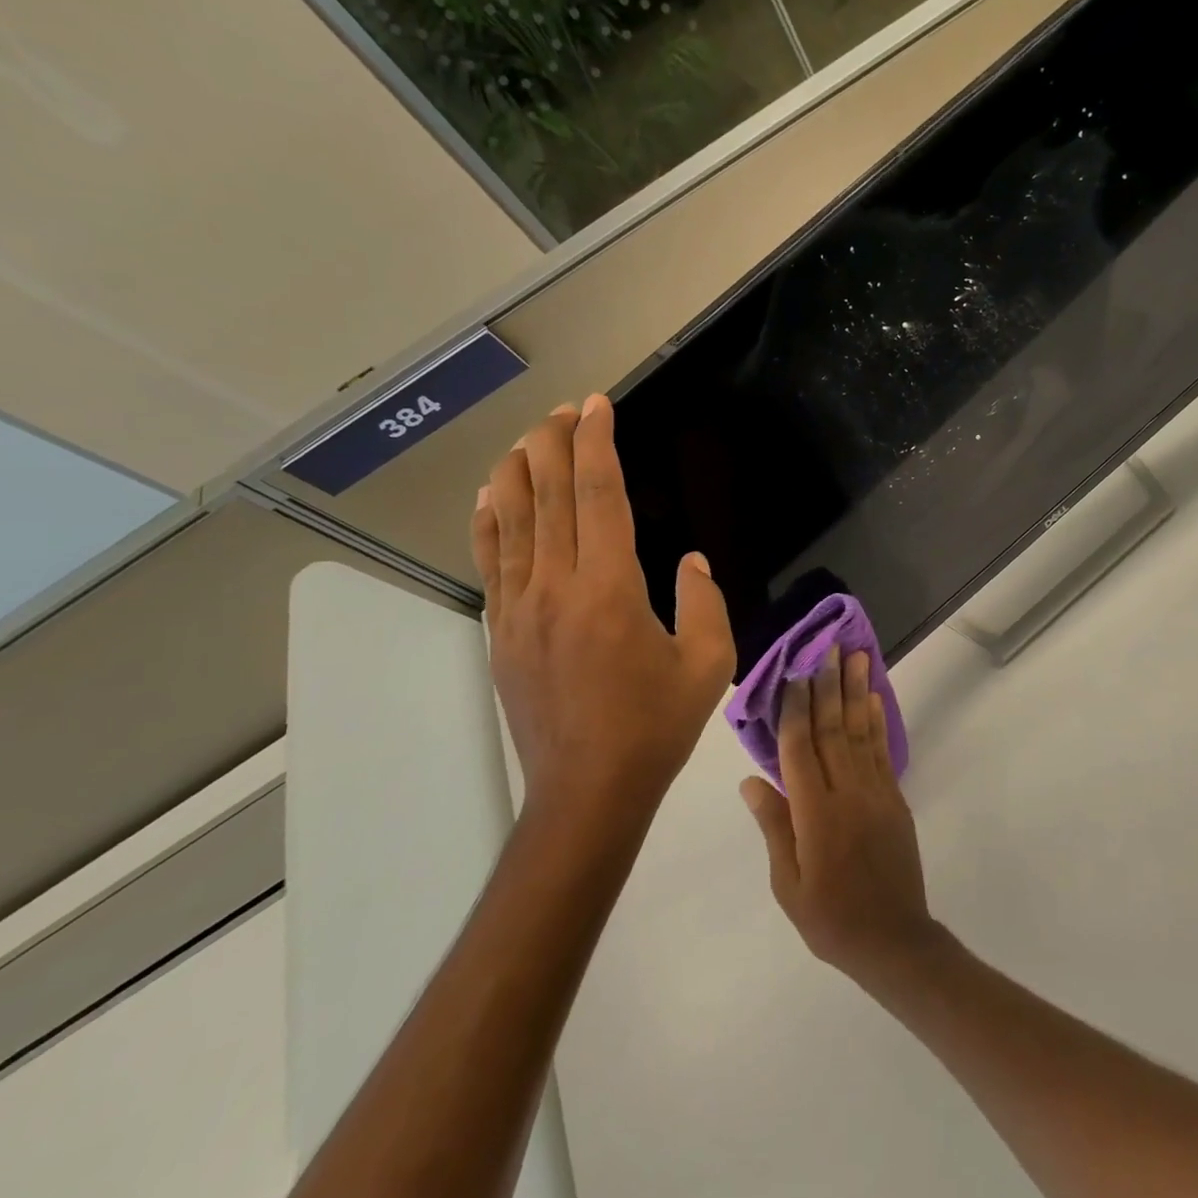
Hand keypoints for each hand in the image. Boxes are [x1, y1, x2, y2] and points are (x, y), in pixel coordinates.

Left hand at [471, 396, 735, 819]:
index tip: (596, 407)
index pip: (599, 496)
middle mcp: (557, 586)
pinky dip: (489, 522)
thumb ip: (705, 602)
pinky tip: (489, 498)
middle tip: (563, 411)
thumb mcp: (708, 663)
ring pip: (511, 522)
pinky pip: (491, 563)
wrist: (588, 789)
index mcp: (610, 588)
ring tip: (525, 438)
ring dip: (517, 472)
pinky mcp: (501, 632)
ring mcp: (520, 608)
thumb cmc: (655, 725)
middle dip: (553, 444)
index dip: (596, 444)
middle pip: (548, 496)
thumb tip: (689, 563)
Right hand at [741, 648, 941, 984]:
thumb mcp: (788, 884)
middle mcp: (847, 793)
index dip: (794, 708)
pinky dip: (878, 721)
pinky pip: (882, 751)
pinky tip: (873, 698)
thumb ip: (774, 827)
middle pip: (833, 729)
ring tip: (856, 656)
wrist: (893, 940)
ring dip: (856, 691)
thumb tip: (752, 779)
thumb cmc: (830, 918)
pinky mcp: (894, 798)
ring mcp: (875, 793)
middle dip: (828, 685)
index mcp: (815, 814)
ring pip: (861, 731)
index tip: (792, 671)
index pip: (800, 748)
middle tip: (827, 646)